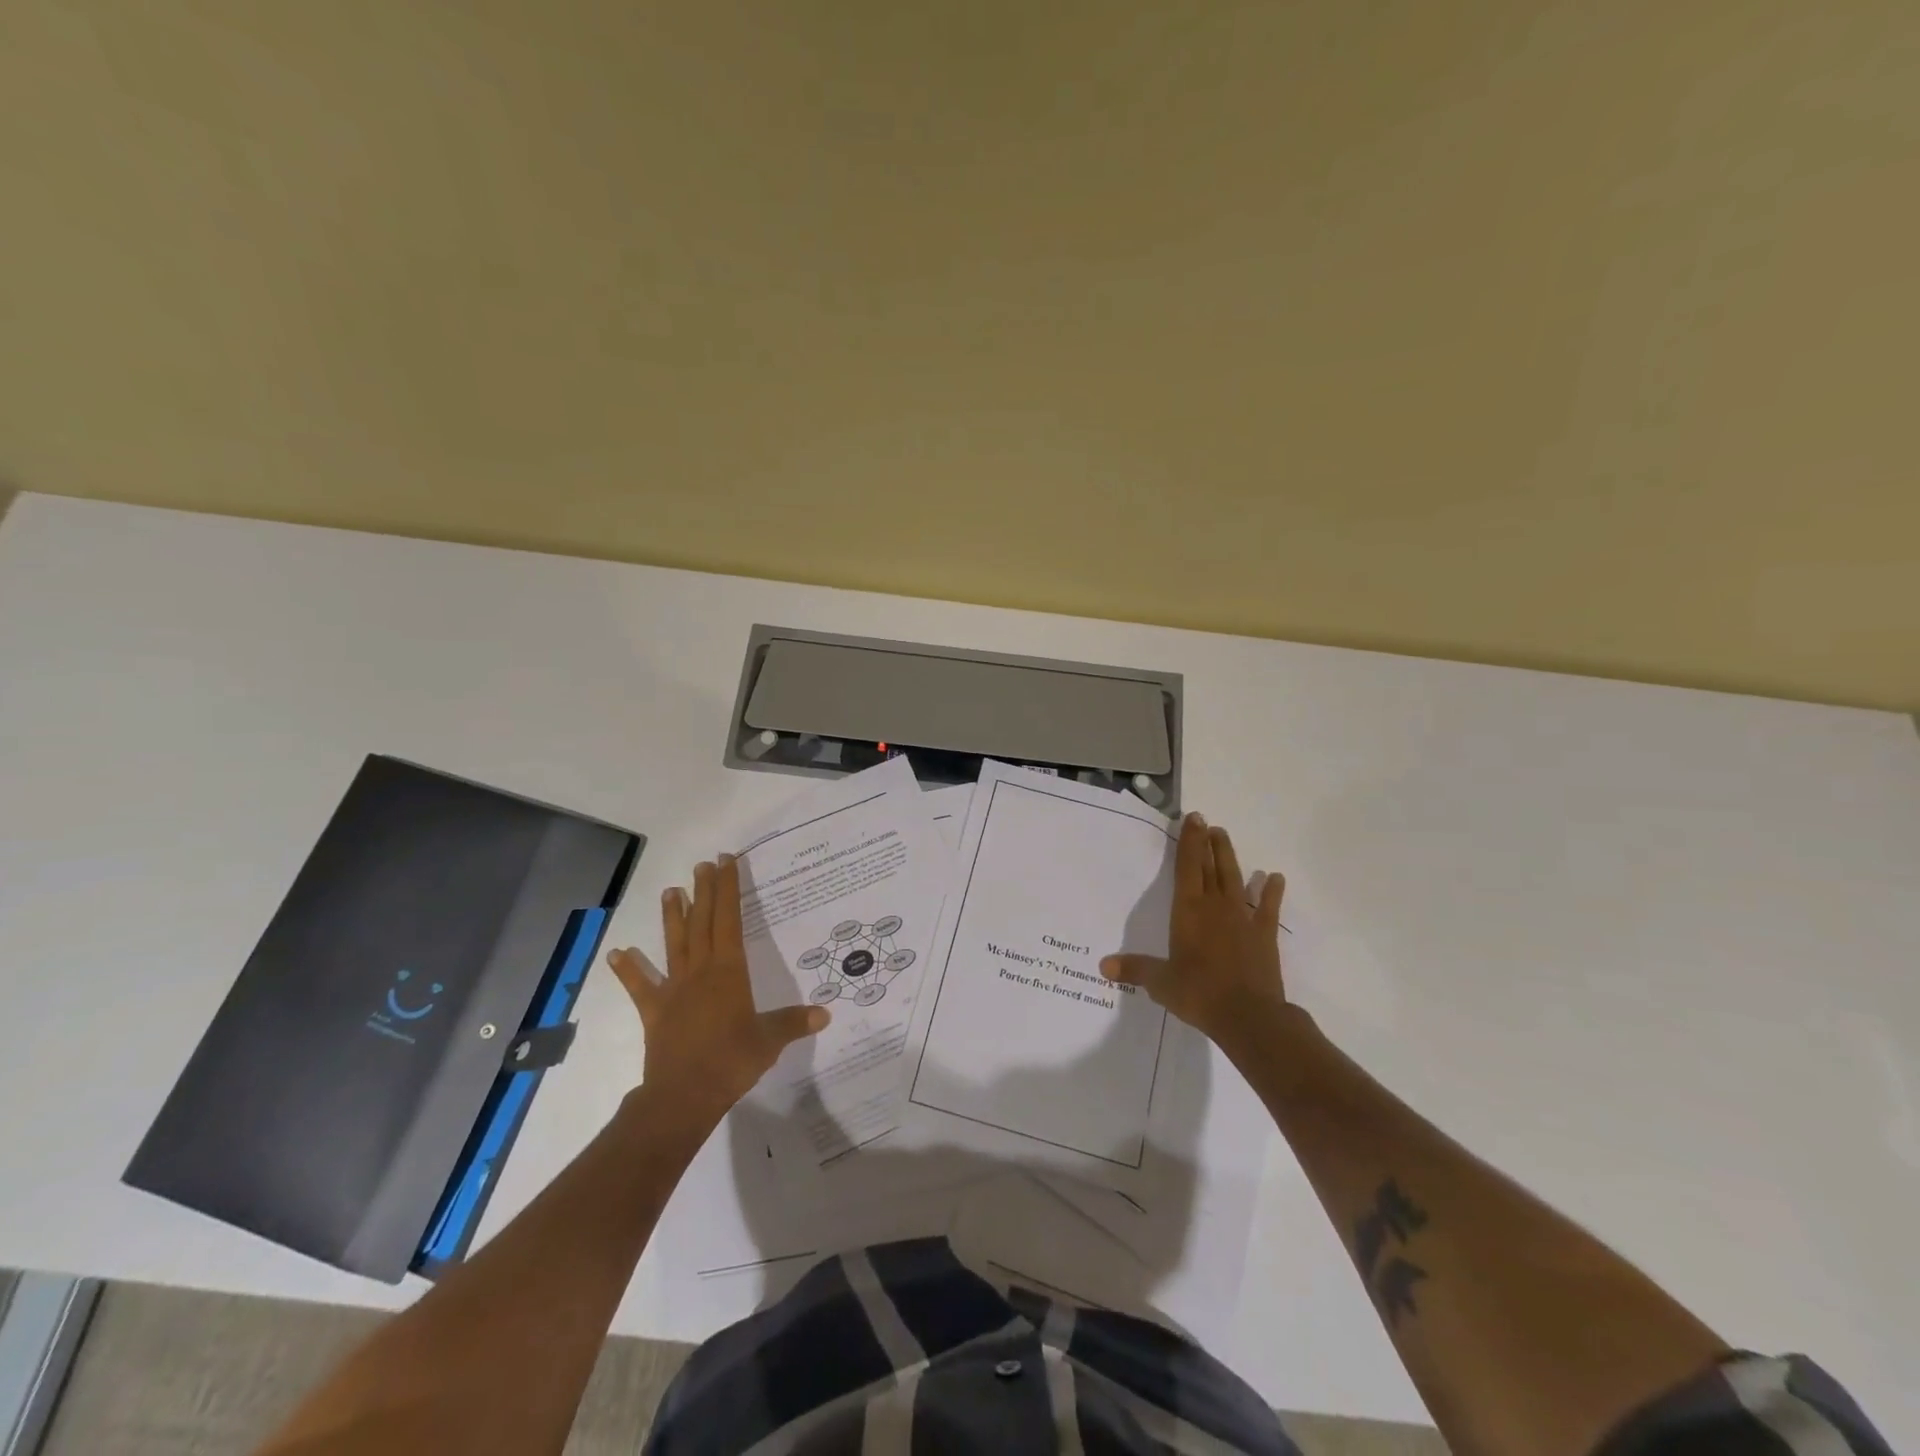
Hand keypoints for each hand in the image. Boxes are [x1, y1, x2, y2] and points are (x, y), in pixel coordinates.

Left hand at [606, 854, 828, 1130]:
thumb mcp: (770, 1040)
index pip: (729, 919)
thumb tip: (825, 1012)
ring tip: (671, 891)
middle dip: (704, 892)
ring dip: (673, 917)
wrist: (683, 1096)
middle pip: (702, 923)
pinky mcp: (656, 1012)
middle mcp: (701, 971)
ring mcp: (675, 990)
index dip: (728, 889)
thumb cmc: (731, 1061)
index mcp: (729, 971)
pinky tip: (617, 953)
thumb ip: (794, 1022)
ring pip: (674, 945)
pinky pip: (640, 987)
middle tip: (703, 864)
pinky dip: (628, 970)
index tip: (725, 862)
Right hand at [1101, 813, 1288, 1049]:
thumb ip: (1135, 969)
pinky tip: (1275, 878)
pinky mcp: (1264, 935)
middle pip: (1211, 867)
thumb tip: (1103, 966)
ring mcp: (1243, 919)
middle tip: (1206, 821)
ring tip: (1224, 837)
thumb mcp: (1160, 982)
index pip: (1187, 868)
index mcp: (1188, 911)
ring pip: (1235, 879)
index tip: (1193, 818)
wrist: (1249, 1016)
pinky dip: (1272, 892)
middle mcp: (1215, 907)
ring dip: (1229, 857)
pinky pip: (1268, 908)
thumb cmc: (1199, 993)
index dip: (1189, 842)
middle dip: (1207, 842)